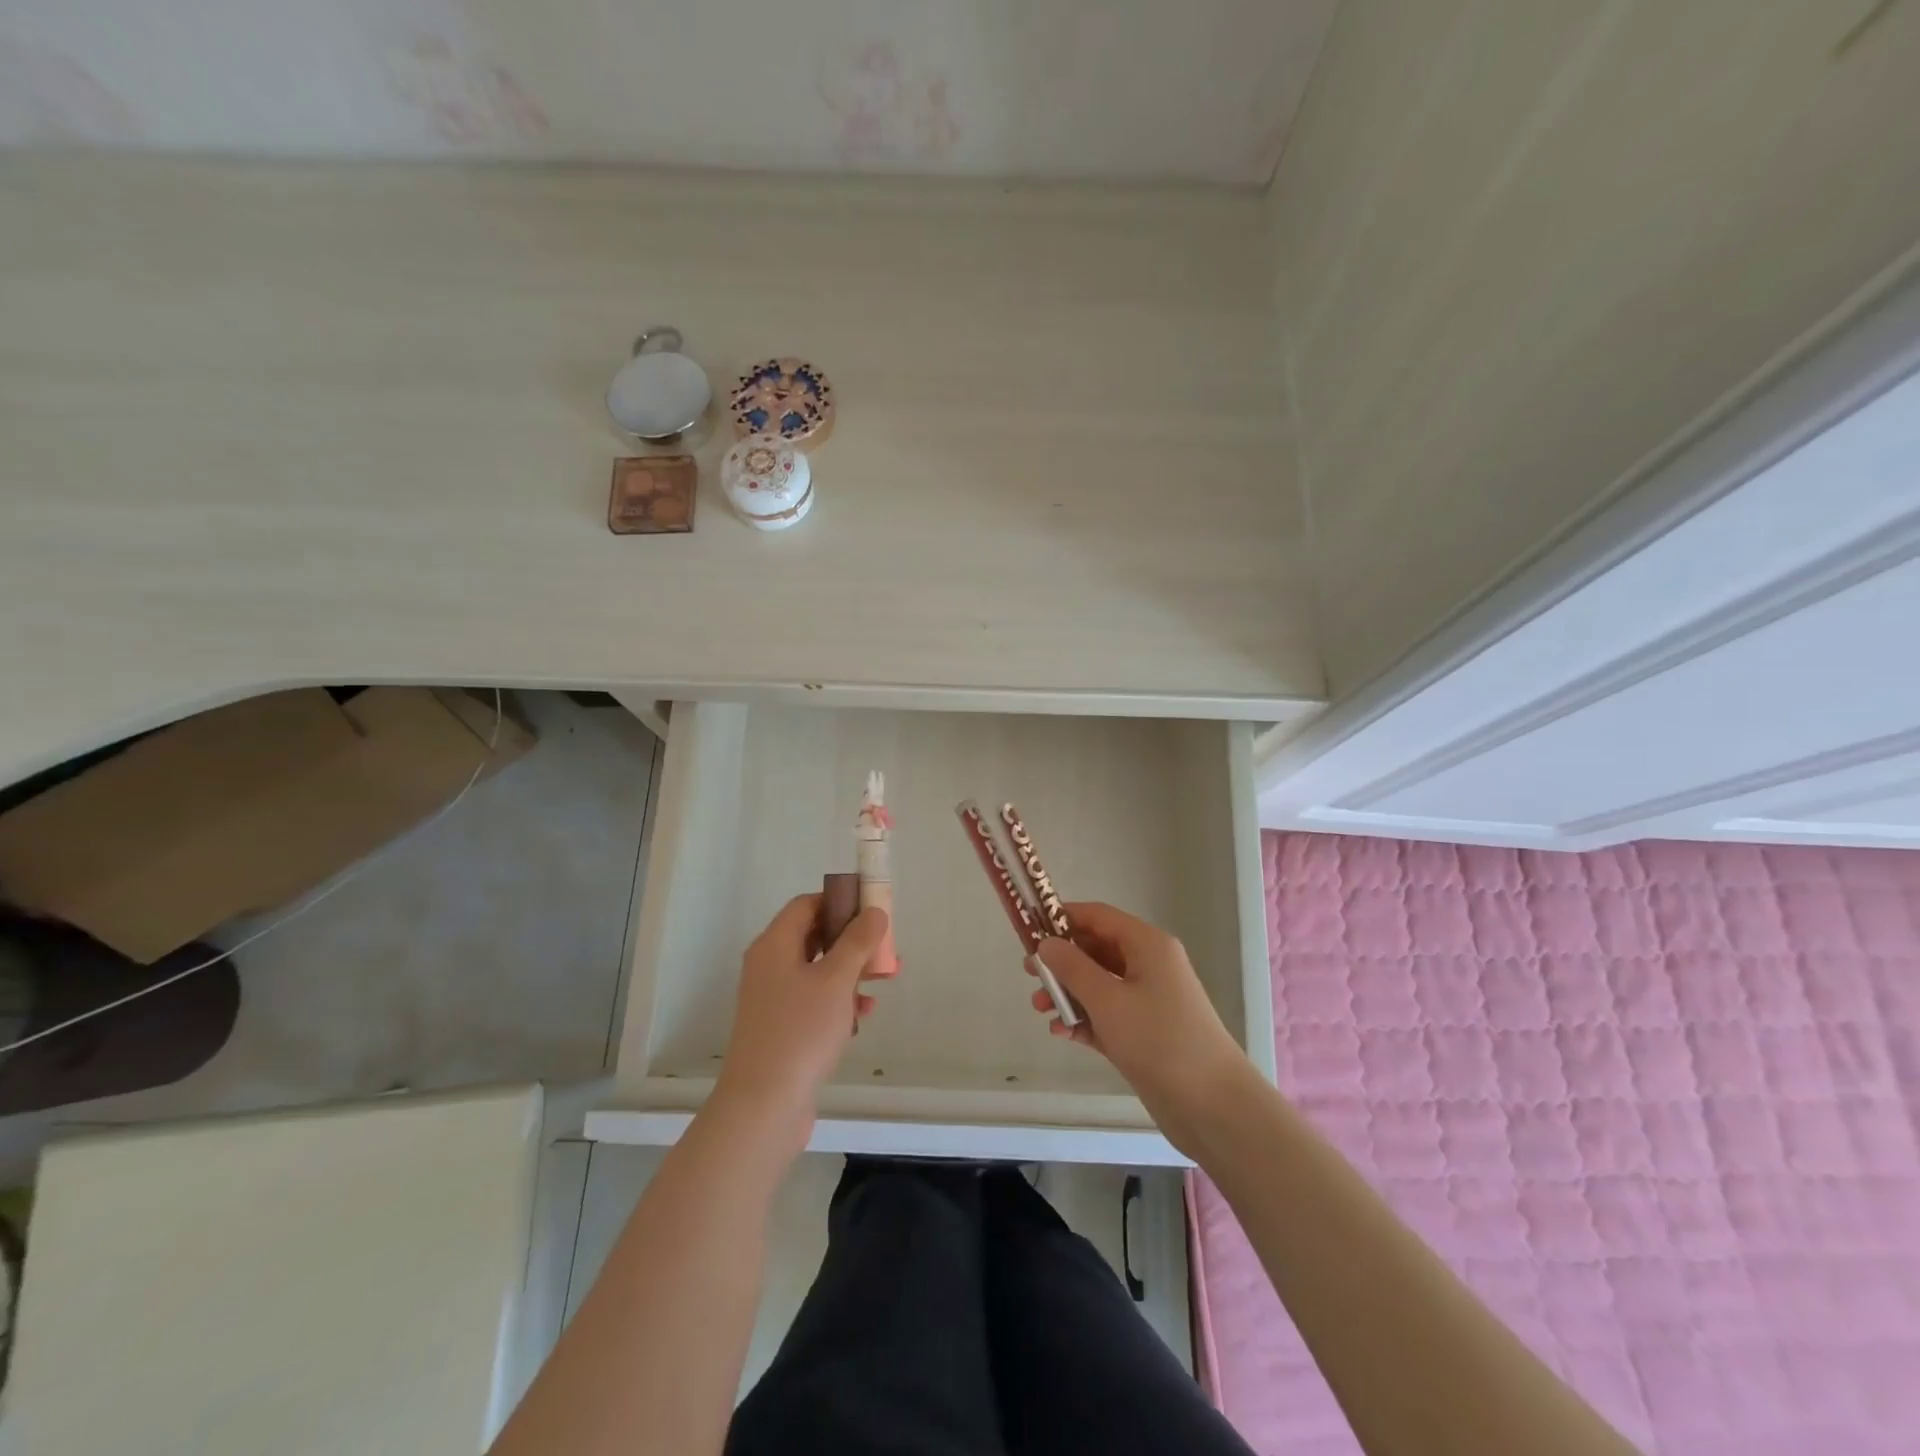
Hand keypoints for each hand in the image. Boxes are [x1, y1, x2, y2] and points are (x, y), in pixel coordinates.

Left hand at [713, 895, 889, 1149]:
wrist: (763, 1104)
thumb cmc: (800, 1031)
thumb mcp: (836, 980)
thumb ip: (857, 941)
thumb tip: (874, 911)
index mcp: (774, 945)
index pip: (807, 904)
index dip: (840, 901)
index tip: (872, 911)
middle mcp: (768, 965)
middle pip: (813, 936)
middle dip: (852, 940)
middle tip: (883, 948)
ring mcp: (772, 998)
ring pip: (817, 970)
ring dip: (849, 972)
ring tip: (882, 982)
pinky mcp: (779, 1027)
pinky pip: (812, 1000)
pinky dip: (837, 1001)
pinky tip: (862, 1016)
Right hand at [1031, 902, 1255, 1151]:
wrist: (1212, 1106)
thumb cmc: (1159, 1040)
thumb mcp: (1108, 999)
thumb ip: (1072, 968)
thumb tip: (1046, 943)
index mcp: (1147, 945)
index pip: (1098, 916)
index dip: (1063, 918)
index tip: (1028, 928)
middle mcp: (1148, 965)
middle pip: (1096, 950)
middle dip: (1061, 962)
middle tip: (1030, 975)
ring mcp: (1148, 1000)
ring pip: (1098, 984)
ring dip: (1068, 994)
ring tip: (1041, 1010)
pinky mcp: (1144, 1033)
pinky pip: (1106, 1014)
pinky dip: (1084, 1019)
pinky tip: (1062, 1034)